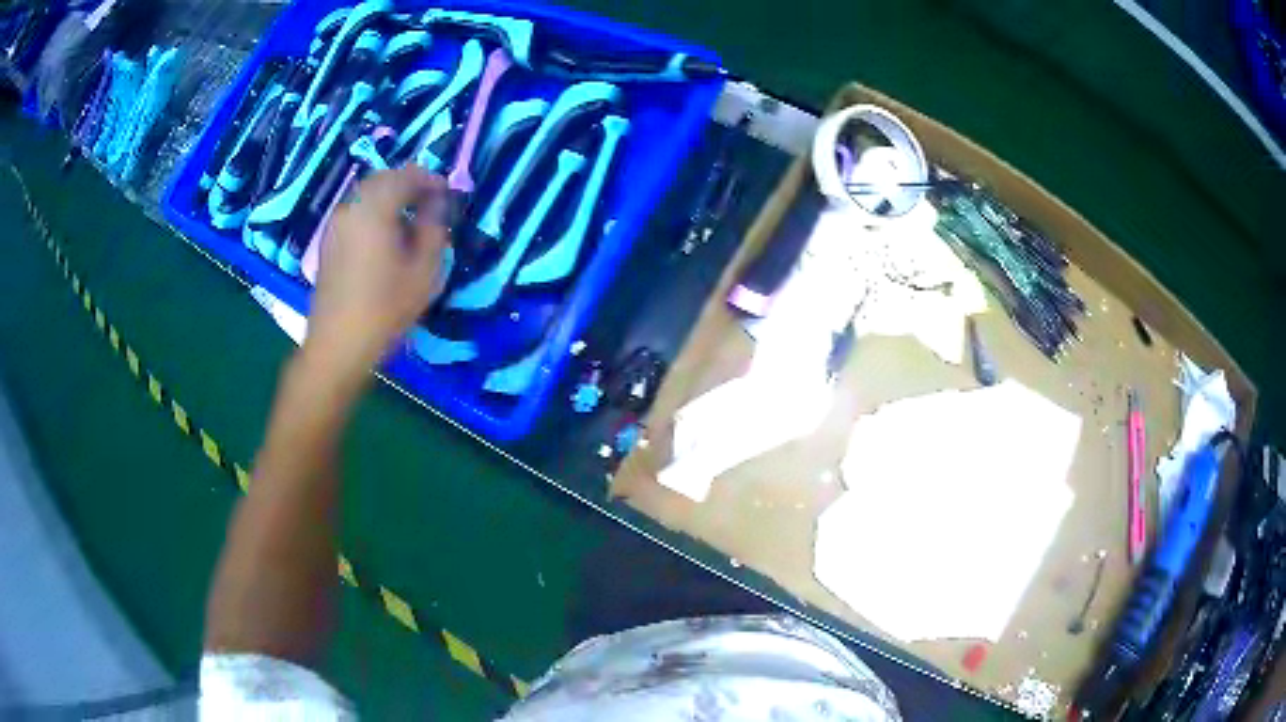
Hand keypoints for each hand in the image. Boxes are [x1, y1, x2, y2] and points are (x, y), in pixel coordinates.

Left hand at [305, 166, 450, 382]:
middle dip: (408, 184)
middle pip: (382, 179)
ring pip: (366, 195)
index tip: (447, 192)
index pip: (406, 175)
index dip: (430, 179)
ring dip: (390, 198)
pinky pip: (355, 213)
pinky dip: (374, 213)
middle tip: (430, 202)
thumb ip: (434, 229)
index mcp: (375, 209)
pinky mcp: (328, 242)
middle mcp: (351, 208)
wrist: (337, 345)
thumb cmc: (385, 309)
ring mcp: (335, 225)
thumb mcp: (424, 271)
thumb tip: (436, 205)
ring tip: (410, 220)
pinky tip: (385, 237)